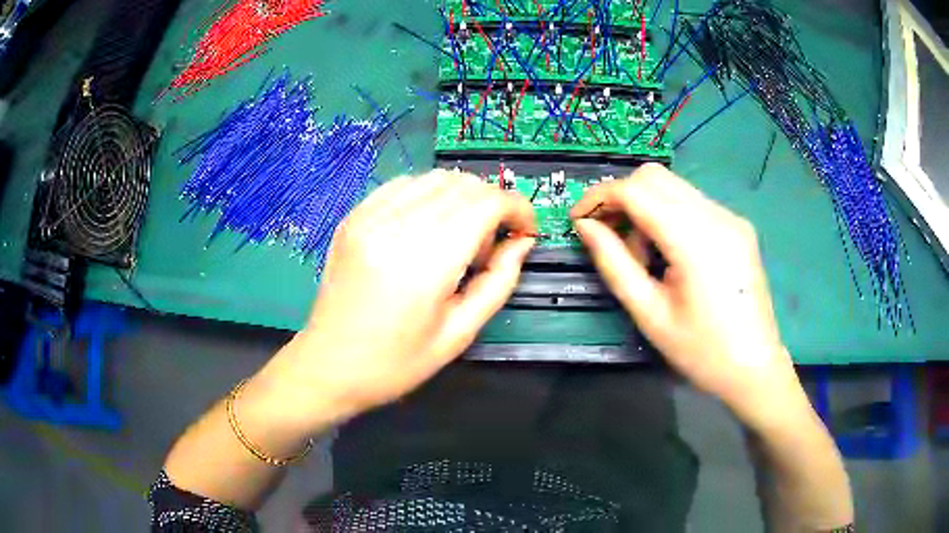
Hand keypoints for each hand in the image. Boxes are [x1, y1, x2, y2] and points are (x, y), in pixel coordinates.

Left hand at [271, 170, 534, 422]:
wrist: (328, 366)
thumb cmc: (396, 363)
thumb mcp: (459, 333)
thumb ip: (499, 281)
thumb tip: (522, 241)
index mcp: (425, 261)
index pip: (486, 203)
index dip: (517, 208)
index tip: (526, 231)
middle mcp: (395, 226)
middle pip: (463, 184)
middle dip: (493, 204)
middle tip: (490, 246)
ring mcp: (369, 216)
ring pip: (435, 178)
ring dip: (462, 197)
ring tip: (458, 238)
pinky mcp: (353, 216)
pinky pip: (403, 185)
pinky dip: (429, 196)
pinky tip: (427, 227)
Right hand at [572, 164, 804, 427]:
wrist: (754, 368)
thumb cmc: (701, 352)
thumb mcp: (650, 314)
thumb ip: (614, 264)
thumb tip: (585, 226)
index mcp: (696, 240)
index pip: (637, 191)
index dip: (599, 197)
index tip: (577, 218)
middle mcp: (717, 215)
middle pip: (654, 177)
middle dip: (621, 197)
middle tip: (607, 236)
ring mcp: (731, 217)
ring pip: (672, 186)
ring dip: (645, 207)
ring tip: (643, 255)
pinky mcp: (738, 225)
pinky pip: (691, 202)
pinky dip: (667, 214)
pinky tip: (669, 253)